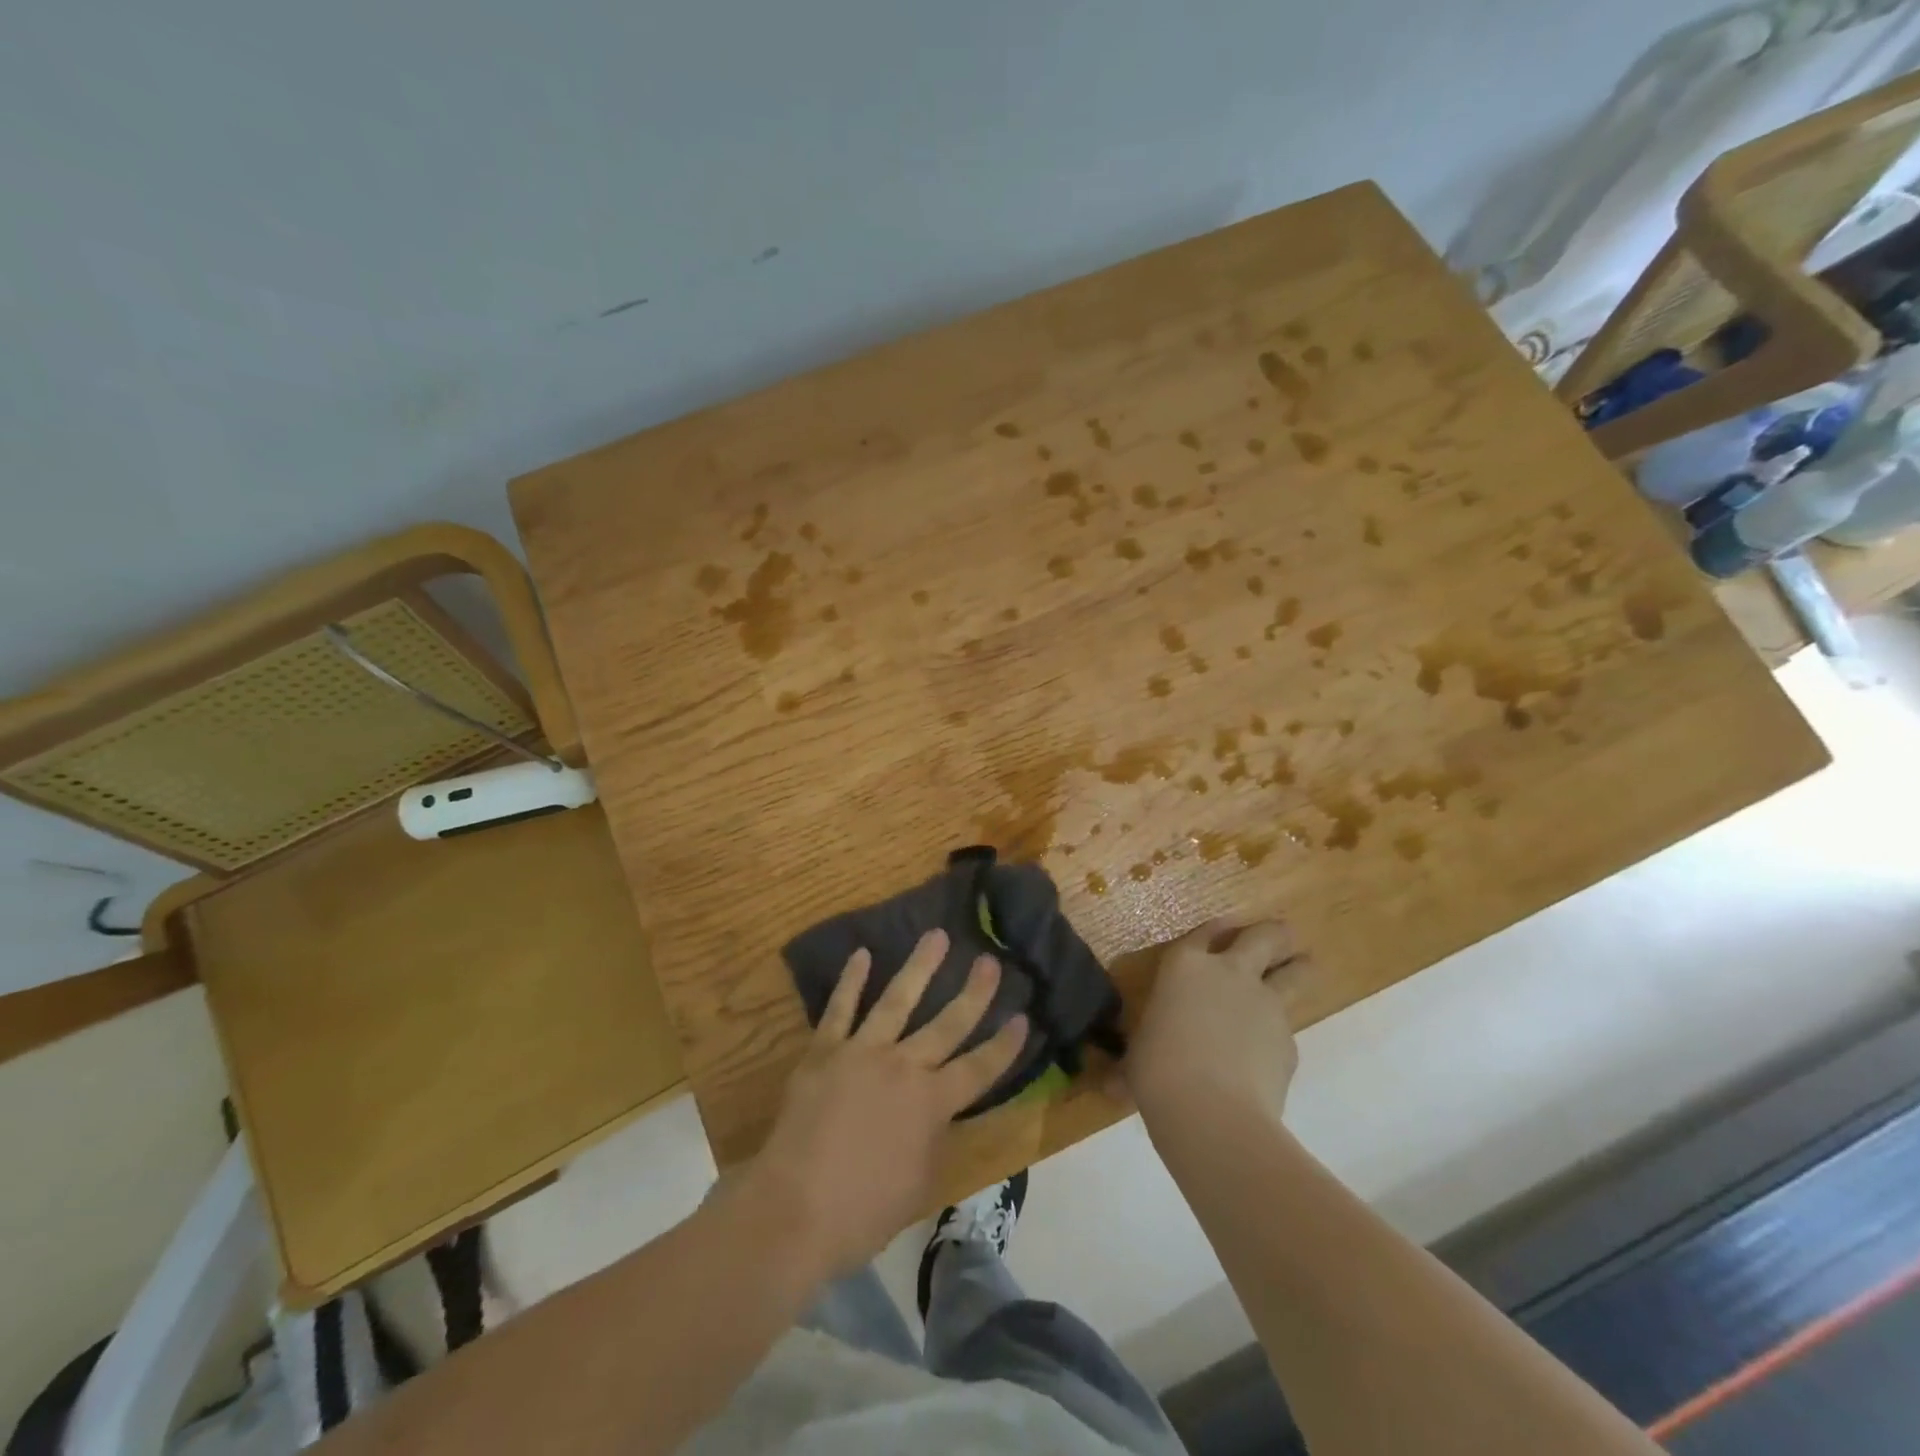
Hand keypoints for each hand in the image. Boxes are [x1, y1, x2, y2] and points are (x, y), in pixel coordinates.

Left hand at [745, 929, 1029, 1280]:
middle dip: (973, 991)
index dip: (1004, 1046)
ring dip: (919, 966)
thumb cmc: (863, 1211)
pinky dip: (852, 981)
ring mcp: (862, 1053)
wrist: (793, 1210)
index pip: (979, 1069)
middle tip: (990, 960)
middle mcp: (904, 1067)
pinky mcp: (824, 1051)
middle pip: (947, 1024)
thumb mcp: (919, 1184)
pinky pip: (840, 1009)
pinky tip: (862, 954)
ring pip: (898, 1000)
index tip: (1023, 1017)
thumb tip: (939, 1114)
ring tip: (936, 935)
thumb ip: (934, 1139)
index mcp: (932, 1104)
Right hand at [1119, 918, 1305, 1126]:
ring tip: (1301, 968)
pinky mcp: (1289, 1042)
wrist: (1211, 1111)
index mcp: (1185, 967)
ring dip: (1298, 968)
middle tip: (1281, 937)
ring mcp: (1266, 1005)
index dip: (1216, 928)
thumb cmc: (1157, 1070)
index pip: (1204, 933)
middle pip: (1265, 937)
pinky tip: (1267, 1058)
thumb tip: (1118, 1081)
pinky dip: (1279, 1037)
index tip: (1228, 924)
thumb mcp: (1140, 1053)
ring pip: (1296, 972)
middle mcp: (1230, 974)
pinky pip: (1288, 1030)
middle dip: (1275, 934)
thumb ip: (1145, 1050)